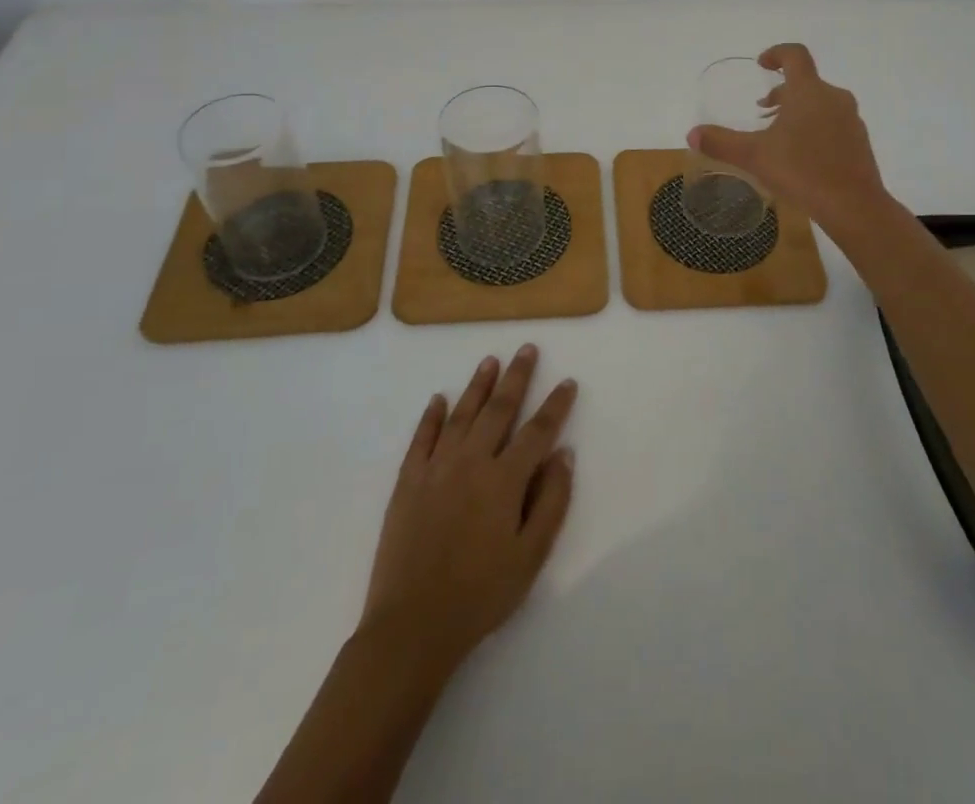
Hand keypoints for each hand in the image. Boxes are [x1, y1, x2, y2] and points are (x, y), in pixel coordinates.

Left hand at [359, 345, 576, 674]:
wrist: (412, 625)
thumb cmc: (481, 594)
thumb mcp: (531, 556)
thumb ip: (551, 501)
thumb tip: (563, 453)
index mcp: (505, 479)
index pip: (538, 431)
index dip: (556, 405)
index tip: (567, 382)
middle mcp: (472, 461)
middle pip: (499, 409)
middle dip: (517, 377)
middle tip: (527, 349)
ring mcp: (436, 467)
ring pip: (461, 414)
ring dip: (478, 386)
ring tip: (490, 361)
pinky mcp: (407, 481)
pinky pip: (421, 438)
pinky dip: (431, 416)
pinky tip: (438, 398)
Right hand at [687, 42, 890, 235]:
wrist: (854, 206)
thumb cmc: (802, 171)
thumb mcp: (754, 157)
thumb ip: (721, 142)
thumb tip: (692, 134)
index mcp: (808, 91)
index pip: (795, 55)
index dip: (776, 53)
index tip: (762, 64)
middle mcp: (833, 97)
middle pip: (806, 82)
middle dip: (782, 92)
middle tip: (762, 112)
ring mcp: (850, 119)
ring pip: (820, 103)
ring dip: (798, 111)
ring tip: (779, 136)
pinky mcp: (859, 141)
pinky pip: (832, 123)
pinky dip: (814, 128)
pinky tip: (802, 157)